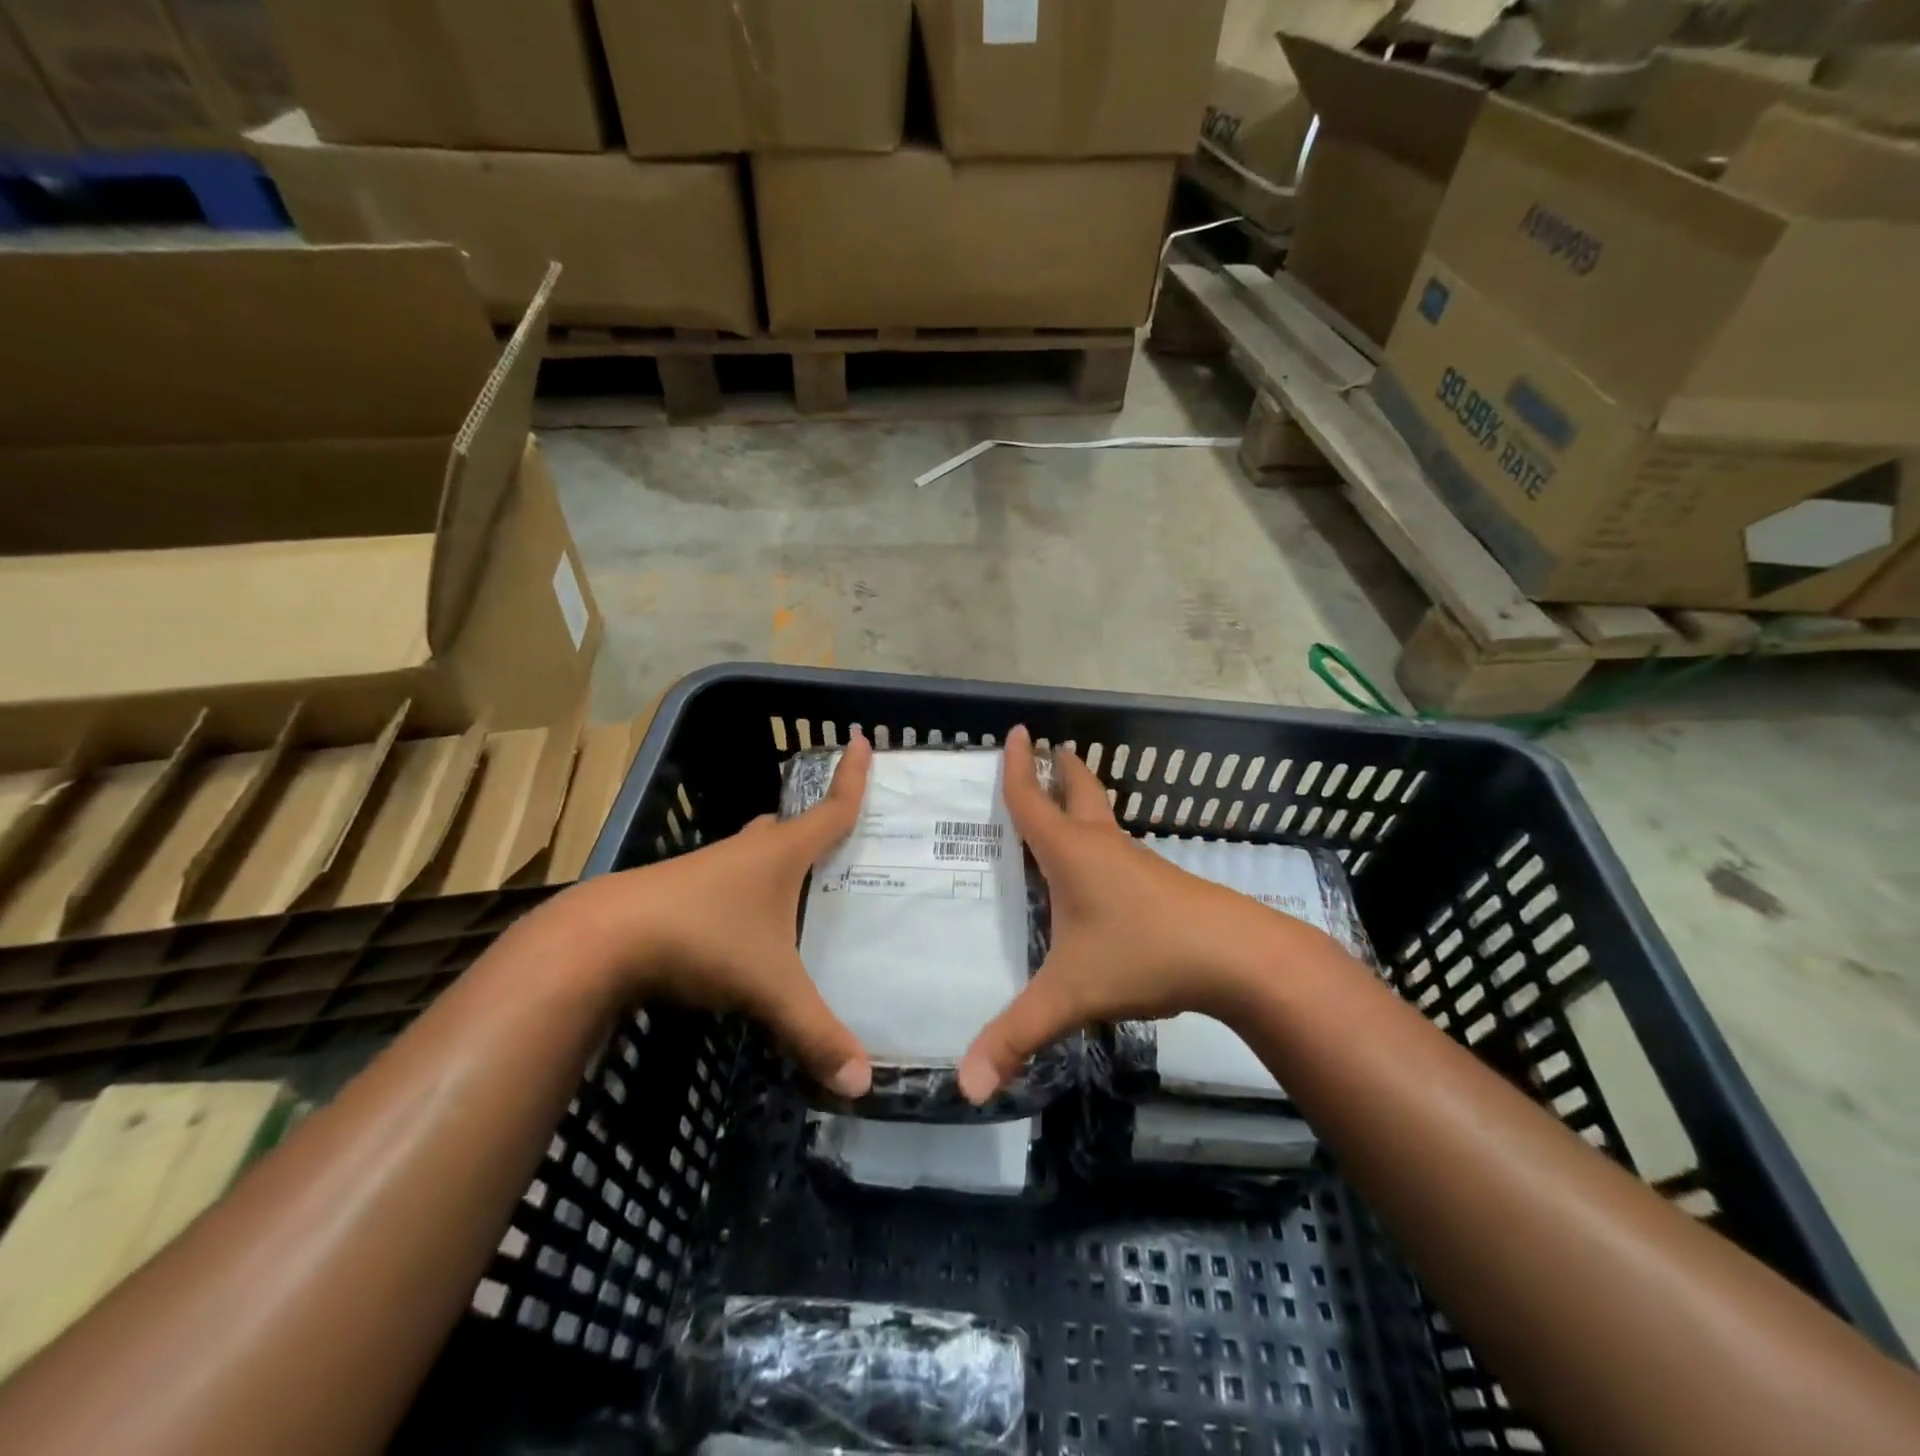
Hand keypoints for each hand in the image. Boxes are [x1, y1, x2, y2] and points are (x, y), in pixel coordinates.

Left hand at [563, 731, 874, 1097]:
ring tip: (804, 885)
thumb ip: (815, 1032)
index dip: (852, 777)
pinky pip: (729, 880)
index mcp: (780, 853)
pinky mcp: (680, 892)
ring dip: (778, 858)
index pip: (831, 808)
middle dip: (815, 827)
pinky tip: (750, 923)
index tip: (864, 739)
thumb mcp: (769, 988)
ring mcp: (709, 870)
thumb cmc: (701, 939)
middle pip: (789, 827)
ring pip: (755, 852)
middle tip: (843, 842)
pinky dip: (748, 889)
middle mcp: (747, 851)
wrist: (601, 940)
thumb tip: (864, 1083)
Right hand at [957, 725, 1323, 1103]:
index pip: (1033, 800)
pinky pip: (1120, 852)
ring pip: (1104, 822)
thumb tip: (963, 1086)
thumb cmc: (1144, 955)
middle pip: (1080, 793)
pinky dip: (1101, 843)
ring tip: (1065, 810)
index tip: (1015, 730)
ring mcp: (1138, 863)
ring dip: (1084, 804)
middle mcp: (1103, 847)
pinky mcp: (1163, 884)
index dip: (1017, 767)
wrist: (1238, 956)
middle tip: (1050, 748)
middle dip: (1063, 769)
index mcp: (1072, 853)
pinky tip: (1101, 875)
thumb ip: (1016, 1036)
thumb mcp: (1069, 996)